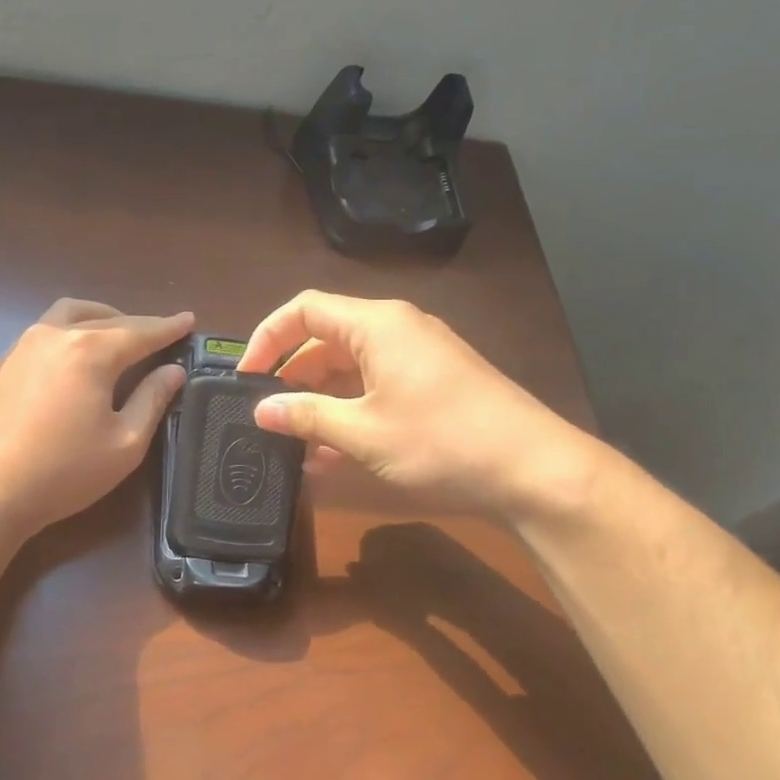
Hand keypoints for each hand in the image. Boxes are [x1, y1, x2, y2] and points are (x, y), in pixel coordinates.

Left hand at [0, 299, 191, 537]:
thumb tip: (173, 372)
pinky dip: (66, 336)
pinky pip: (41, 336)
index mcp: (90, 351)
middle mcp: (54, 336)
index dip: (168, 327)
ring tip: (115, 336)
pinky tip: (70, 361)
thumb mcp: (124, 443)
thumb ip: (152, 400)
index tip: (188, 320)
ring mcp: (21, 347)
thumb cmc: (64, 471)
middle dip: (135, 323)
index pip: (140, 332)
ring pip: (66, 316)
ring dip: (97, 319)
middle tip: (157, 334)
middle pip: (104, 318)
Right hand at [237, 291, 598, 519]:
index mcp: (376, 324)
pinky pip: (375, 388)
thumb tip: (261, 410)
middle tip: (266, 416)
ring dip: (319, 403)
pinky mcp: (432, 384)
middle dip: (291, 377)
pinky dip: (349, 413)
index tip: (245, 378)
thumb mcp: (363, 432)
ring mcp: (417, 357)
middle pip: (325, 339)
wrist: (534, 470)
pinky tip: (330, 457)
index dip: (267, 338)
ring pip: (350, 369)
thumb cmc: (442, 441)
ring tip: (293, 445)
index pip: (304, 309)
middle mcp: (396, 329)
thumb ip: (306, 416)